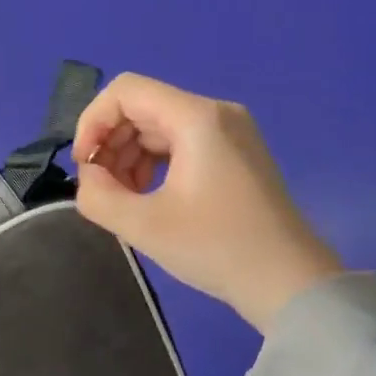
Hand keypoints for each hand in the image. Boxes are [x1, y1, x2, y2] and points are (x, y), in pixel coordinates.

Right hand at [73, 74, 342, 329]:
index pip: (125, 91)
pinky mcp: (235, 153)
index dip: (93, 121)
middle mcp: (215, 113)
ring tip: (121, 198)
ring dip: (128, 156)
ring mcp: (229, 132)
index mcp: (196, 118)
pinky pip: (179, 142)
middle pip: (141, 107)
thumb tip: (88, 177)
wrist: (291, 284)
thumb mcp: (144, 226)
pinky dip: (153, 163)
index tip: (84, 165)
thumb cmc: (217, 249)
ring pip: (158, 126)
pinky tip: (147, 196)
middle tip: (99, 188)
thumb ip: (97, 195)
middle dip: (110, 143)